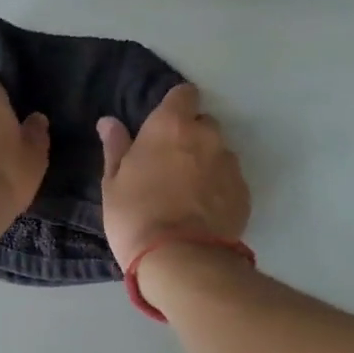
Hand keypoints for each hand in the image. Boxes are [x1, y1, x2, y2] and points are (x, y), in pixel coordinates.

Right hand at [97, 84, 250, 266]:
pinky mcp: (244, 192)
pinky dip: (219, 188)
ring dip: (206, 162)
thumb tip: (109, 121)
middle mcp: (206, 135)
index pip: (184, 93)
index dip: (176, 105)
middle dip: (190, 136)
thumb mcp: (113, 182)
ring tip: (188, 192)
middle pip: (203, 123)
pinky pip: (230, 180)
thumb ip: (116, 146)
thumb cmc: (136, 215)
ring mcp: (230, 164)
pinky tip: (203, 211)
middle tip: (170, 163)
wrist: (180, 259)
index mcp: (171, 125)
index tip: (163, 124)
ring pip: (218, 152)